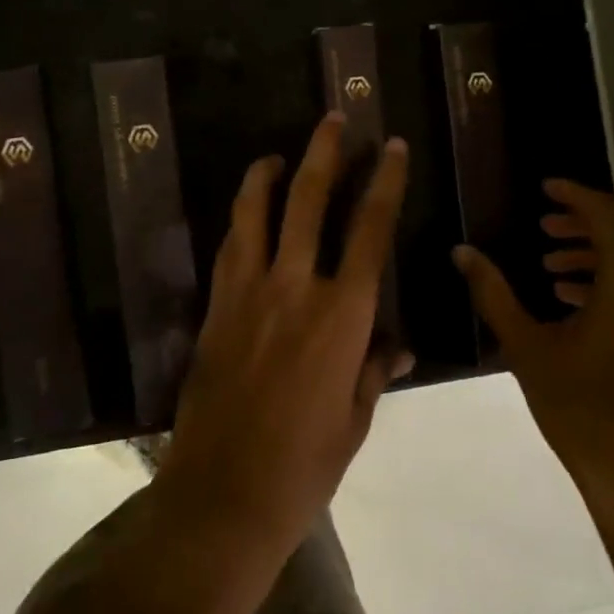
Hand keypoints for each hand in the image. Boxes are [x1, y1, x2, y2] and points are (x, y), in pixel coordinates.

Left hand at [158, 113, 413, 558]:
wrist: (224, 495)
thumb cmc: (305, 464)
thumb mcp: (355, 418)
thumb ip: (375, 369)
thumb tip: (397, 342)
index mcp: (342, 315)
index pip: (370, 230)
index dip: (384, 182)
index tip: (392, 147)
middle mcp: (295, 287)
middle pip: (309, 200)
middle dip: (325, 153)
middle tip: (334, 119)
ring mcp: (248, 292)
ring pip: (256, 212)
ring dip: (268, 174)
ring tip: (277, 152)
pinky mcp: (216, 306)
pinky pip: (229, 247)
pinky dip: (241, 220)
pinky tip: (246, 211)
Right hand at [454, 180, 613, 548]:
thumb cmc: (582, 411)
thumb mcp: (527, 348)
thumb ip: (493, 294)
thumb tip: (462, 252)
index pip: (609, 216)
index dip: (576, 195)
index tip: (544, 187)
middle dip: (586, 220)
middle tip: (545, 223)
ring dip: (597, 252)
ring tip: (550, 264)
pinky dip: (613, 280)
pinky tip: (572, 301)